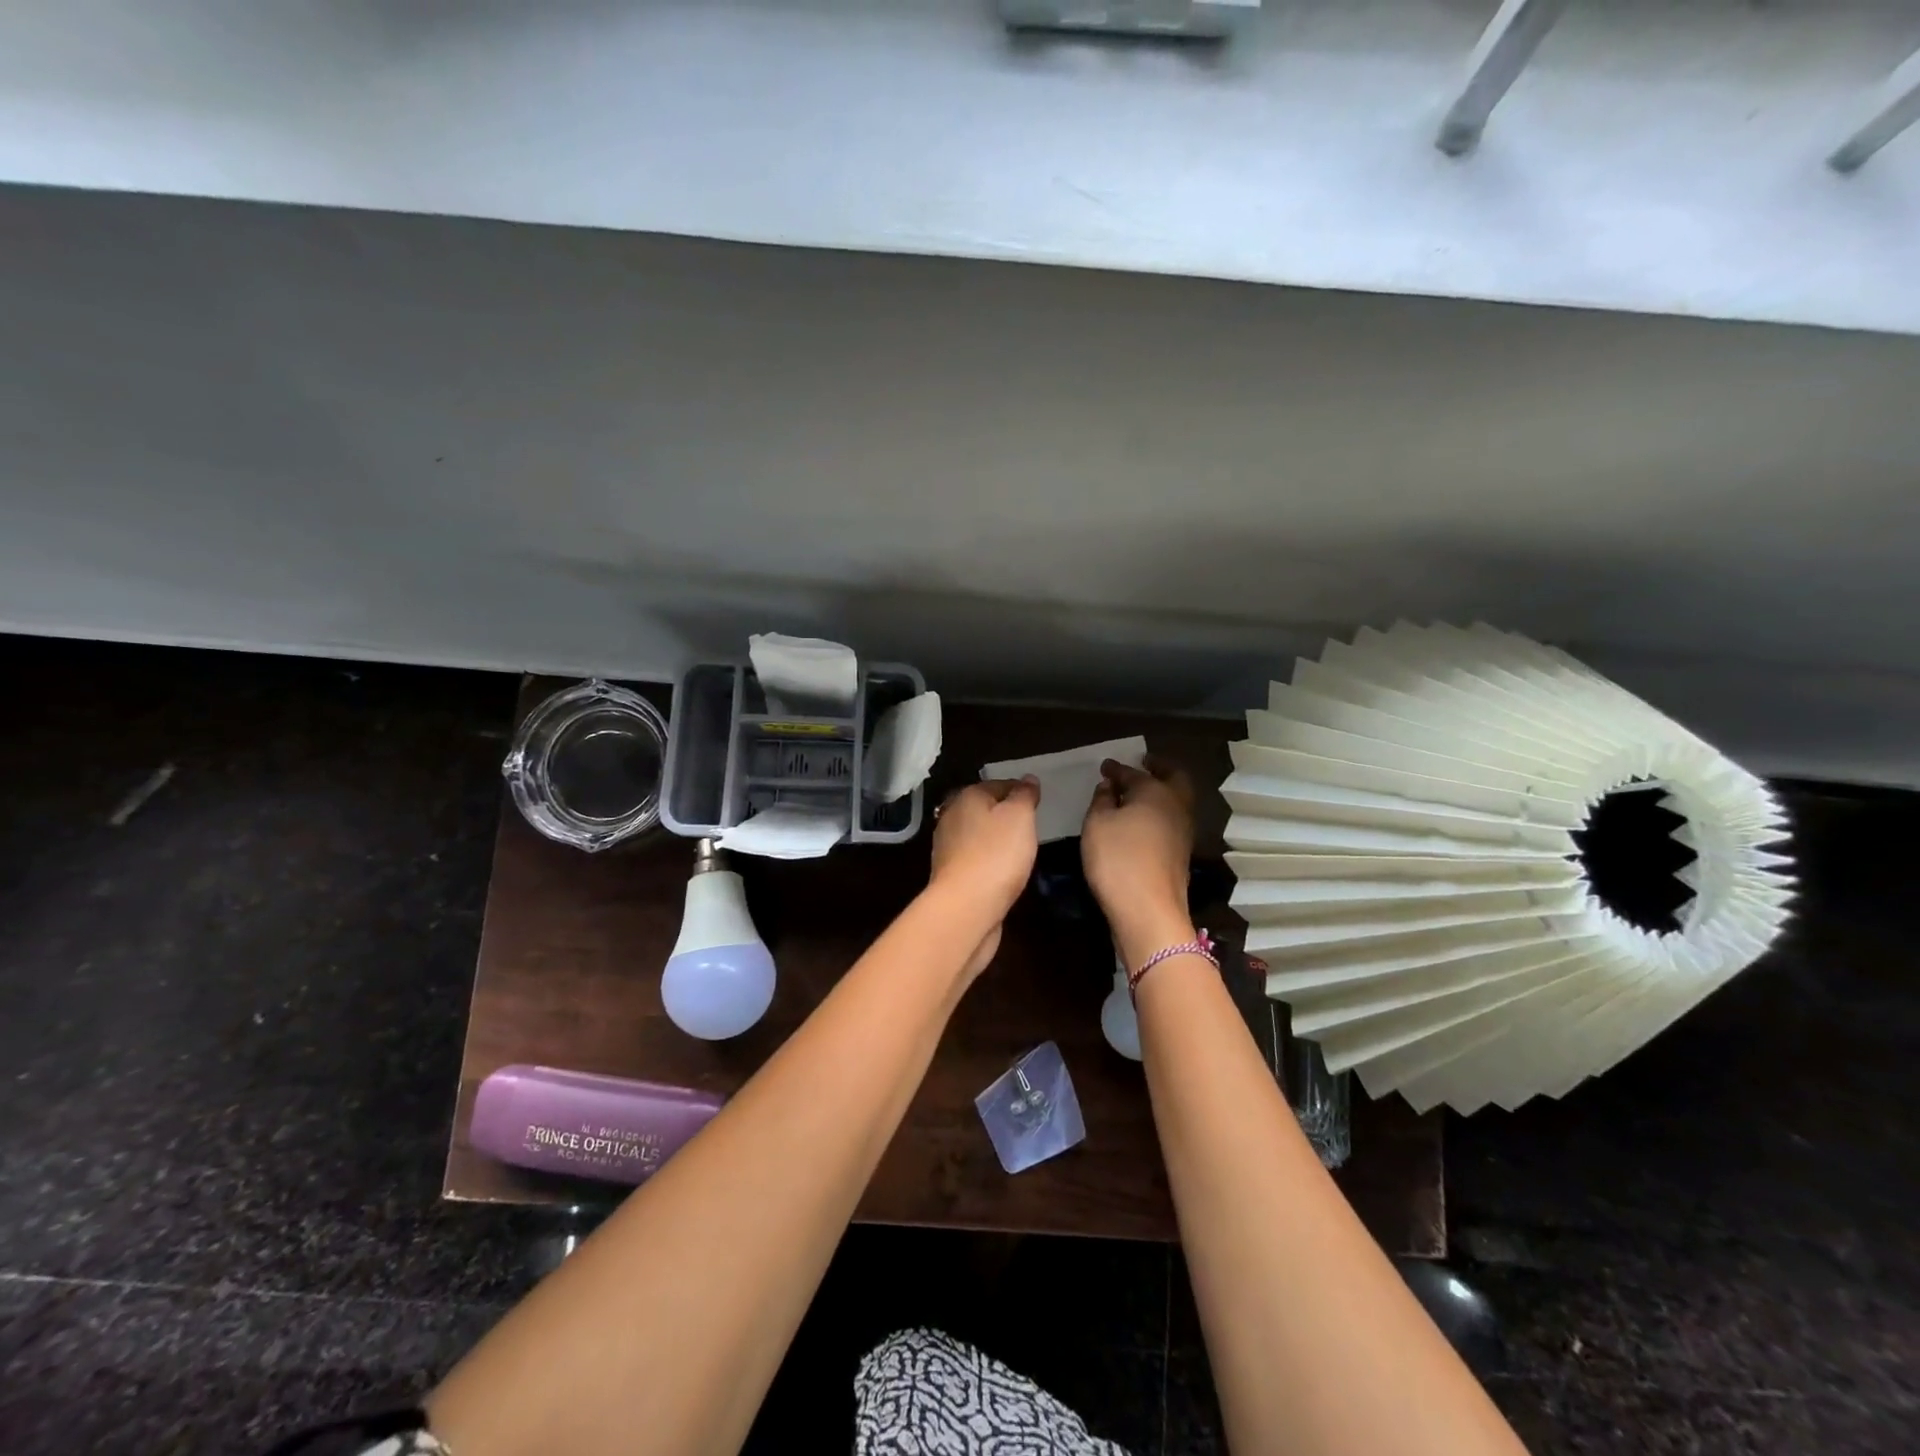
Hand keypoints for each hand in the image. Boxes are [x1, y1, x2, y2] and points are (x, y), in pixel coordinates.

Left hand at [929, 777, 1041, 976]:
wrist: (965, 907)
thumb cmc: (996, 854)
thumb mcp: (1019, 817)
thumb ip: (1024, 795)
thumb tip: (1027, 779)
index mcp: (966, 797)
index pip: (998, 784)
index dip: (1020, 790)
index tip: (1038, 802)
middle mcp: (951, 817)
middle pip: (984, 808)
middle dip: (1005, 814)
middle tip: (1031, 825)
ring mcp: (947, 847)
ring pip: (977, 834)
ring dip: (995, 838)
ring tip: (1020, 848)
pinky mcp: (950, 874)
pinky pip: (975, 858)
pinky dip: (988, 859)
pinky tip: (1003, 870)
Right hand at [1081, 756, 1196, 962]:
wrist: (1149, 911)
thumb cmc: (1118, 860)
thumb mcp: (1096, 825)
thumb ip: (1101, 800)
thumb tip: (1109, 787)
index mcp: (1155, 791)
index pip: (1133, 773)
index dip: (1116, 768)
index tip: (1105, 766)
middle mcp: (1176, 806)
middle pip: (1174, 778)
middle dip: (1158, 768)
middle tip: (1142, 765)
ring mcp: (1183, 832)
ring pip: (1177, 800)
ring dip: (1161, 792)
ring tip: (1138, 793)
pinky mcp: (1181, 854)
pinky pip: (1171, 820)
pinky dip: (1159, 812)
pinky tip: (1142, 821)